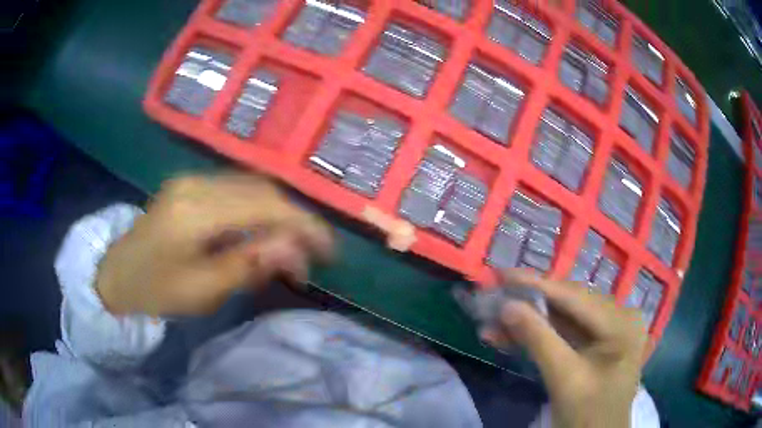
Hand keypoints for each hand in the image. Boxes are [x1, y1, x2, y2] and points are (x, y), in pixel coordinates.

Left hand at [95, 174, 333, 316]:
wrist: (116, 274)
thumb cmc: (155, 290)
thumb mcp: (202, 290)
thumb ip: (249, 264)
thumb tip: (294, 248)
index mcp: (195, 211)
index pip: (265, 205)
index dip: (304, 224)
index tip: (329, 250)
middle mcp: (197, 183)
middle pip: (262, 189)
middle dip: (295, 219)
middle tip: (312, 253)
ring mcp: (192, 179)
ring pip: (252, 185)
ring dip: (278, 213)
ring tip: (290, 245)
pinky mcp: (190, 184)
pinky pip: (235, 188)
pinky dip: (258, 208)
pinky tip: (262, 231)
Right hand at [481, 270, 647, 427]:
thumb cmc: (589, 414)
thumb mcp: (564, 378)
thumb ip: (538, 339)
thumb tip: (506, 305)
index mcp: (621, 322)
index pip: (575, 297)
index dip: (536, 285)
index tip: (501, 275)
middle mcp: (620, 317)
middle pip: (569, 305)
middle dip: (528, 306)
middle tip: (493, 299)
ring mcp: (609, 330)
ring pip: (564, 319)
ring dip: (529, 323)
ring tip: (493, 324)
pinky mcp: (597, 344)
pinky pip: (566, 334)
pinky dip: (539, 336)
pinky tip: (511, 337)